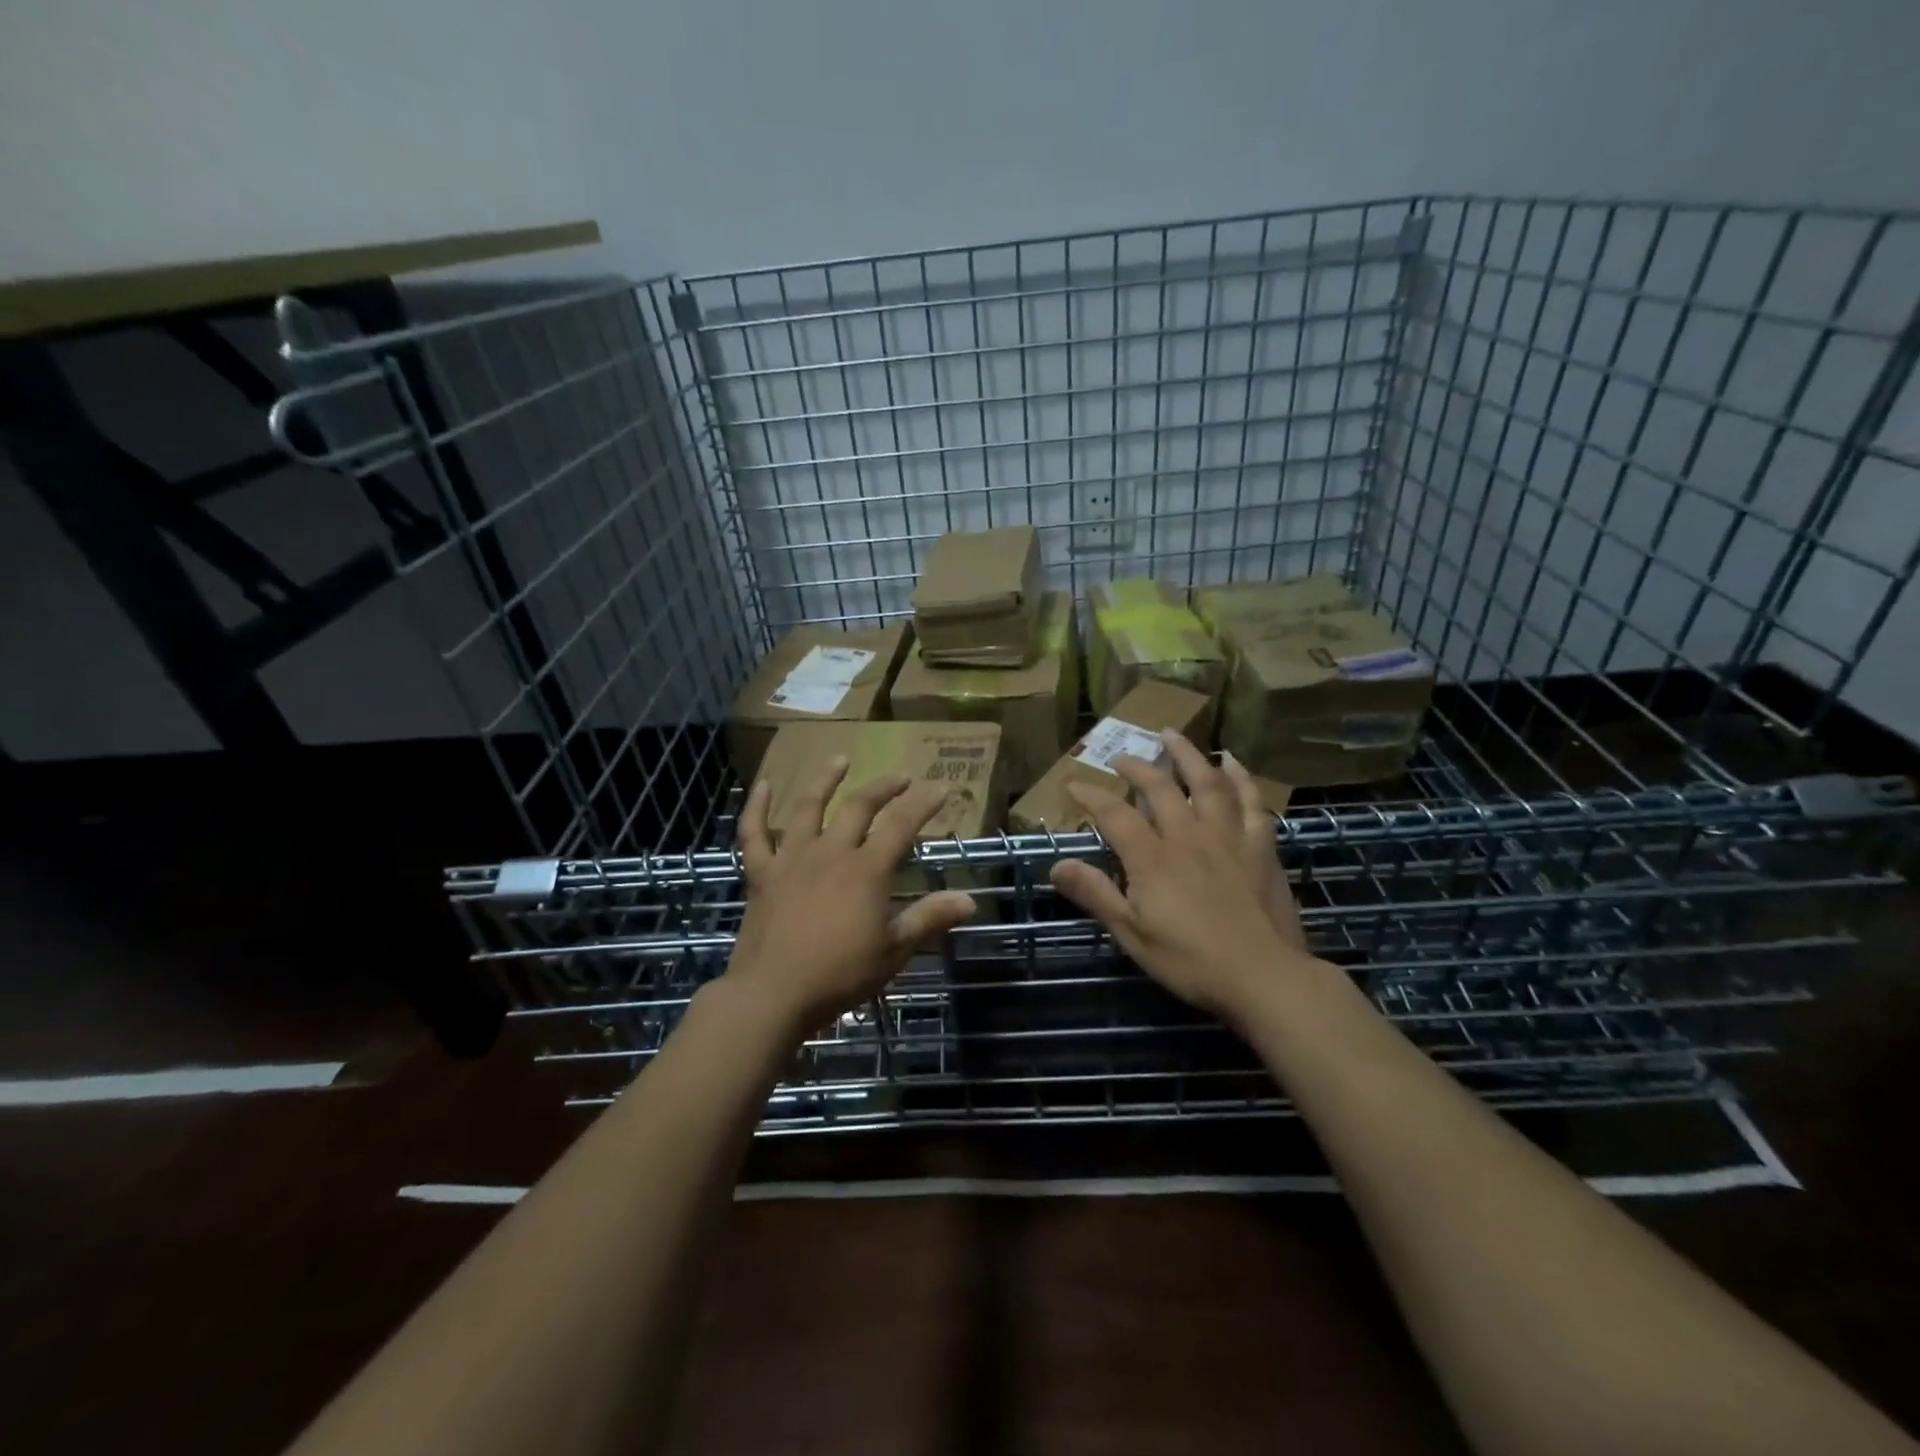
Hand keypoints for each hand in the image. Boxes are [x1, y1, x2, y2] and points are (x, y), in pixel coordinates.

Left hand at [731, 757, 976, 1033]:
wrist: (772, 995)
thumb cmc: (839, 975)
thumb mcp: (893, 950)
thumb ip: (930, 918)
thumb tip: (970, 900)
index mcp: (865, 870)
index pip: (900, 825)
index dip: (922, 805)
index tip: (940, 789)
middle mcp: (830, 853)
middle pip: (858, 807)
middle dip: (883, 788)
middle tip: (900, 777)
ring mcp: (791, 859)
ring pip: (808, 808)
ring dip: (825, 780)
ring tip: (840, 759)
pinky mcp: (762, 874)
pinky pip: (754, 834)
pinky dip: (755, 808)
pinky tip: (760, 786)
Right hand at [1049, 731, 1321, 1028]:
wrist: (1264, 978)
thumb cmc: (1190, 961)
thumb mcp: (1131, 934)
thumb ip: (1096, 894)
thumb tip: (1057, 865)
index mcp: (1153, 859)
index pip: (1115, 814)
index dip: (1091, 795)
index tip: (1073, 784)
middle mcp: (1189, 836)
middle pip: (1161, 788)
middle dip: (1137, 767)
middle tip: (1121, 757)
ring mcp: (1228, 838)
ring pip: (1207, 783)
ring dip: (1187, 755)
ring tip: (1172, 735)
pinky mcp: (1260, 848)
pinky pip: (1251, 803)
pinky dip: (1241, 779)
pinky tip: (1232, 763)